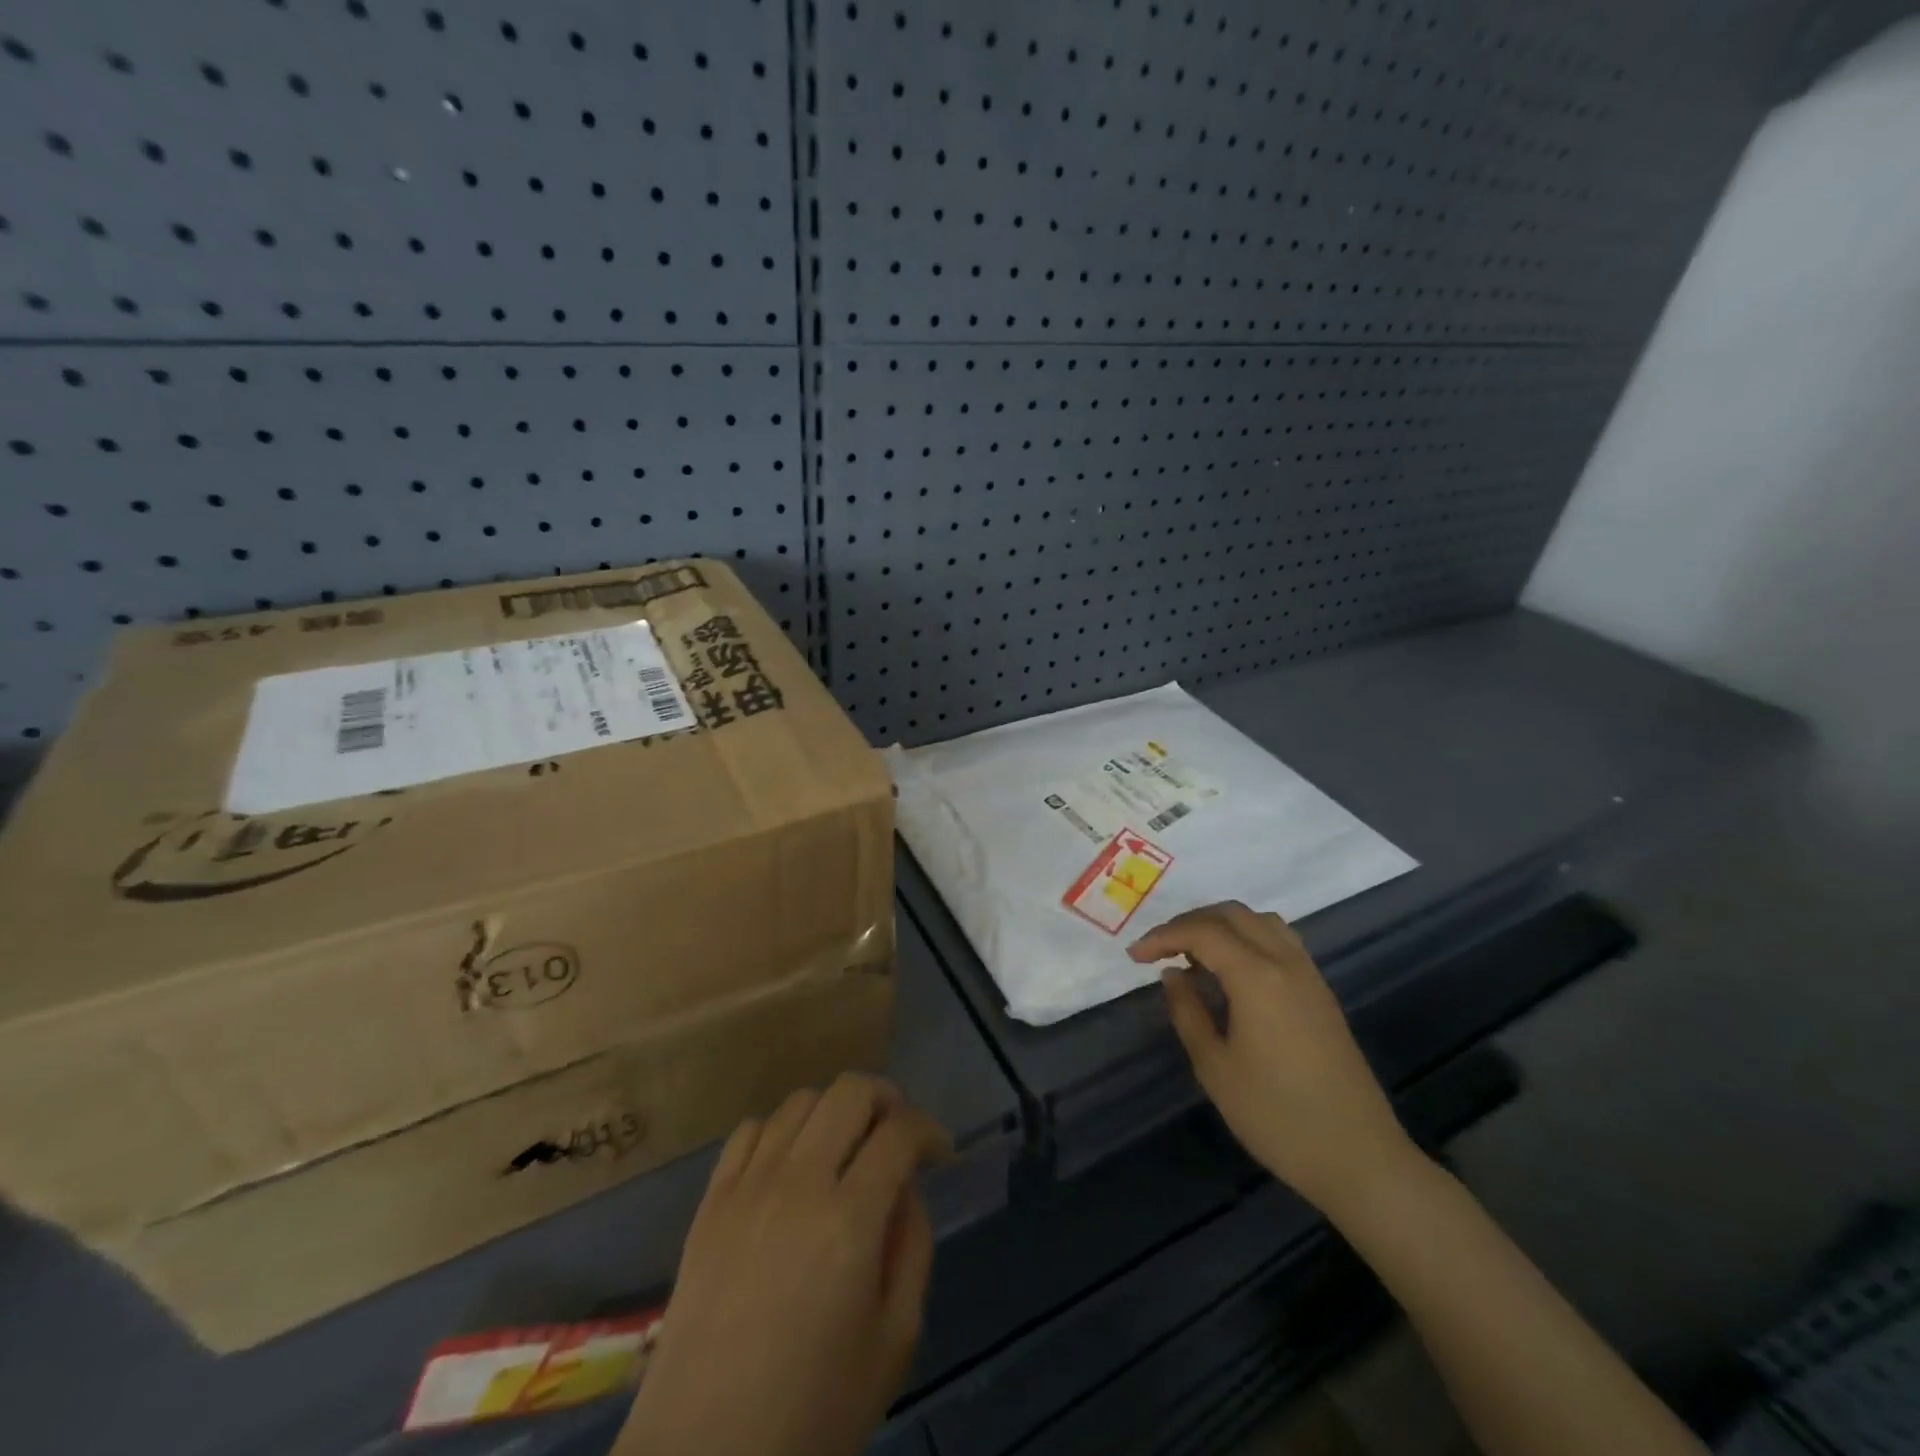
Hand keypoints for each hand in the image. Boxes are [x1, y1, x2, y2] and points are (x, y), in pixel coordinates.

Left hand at [617, 1074, 952, 1455]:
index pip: (900, 1132)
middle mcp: (799, 1184)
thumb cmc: (813, 1414)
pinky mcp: (710, 1202)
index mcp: (850, 1221)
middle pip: (850, 1091)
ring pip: (801, 1101)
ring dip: (835, 1112)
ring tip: (845, 1149)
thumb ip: (912, 1247)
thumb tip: (905, 1188)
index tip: (940, 1152)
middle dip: (887, 1099)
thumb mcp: (895, 1341)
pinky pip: (750, 1130)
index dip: (930, 1129)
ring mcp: (748, 1187)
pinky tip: (791, 1166)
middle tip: (898, 1134)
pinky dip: (782, 1131)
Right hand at [1129, 902, 1416, 1215]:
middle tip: (1160, 949)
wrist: (1359, 1158)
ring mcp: (1309, 975)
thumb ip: (1188, 1012)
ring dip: (1221, 925)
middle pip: (1232, 914)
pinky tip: (1232, 971)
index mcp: (1257, 976)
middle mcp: (1285, 962)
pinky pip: (1280, 941)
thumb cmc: (1277, 1116)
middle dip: (1189, 922)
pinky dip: (1247, 938)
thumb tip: (1173, 975)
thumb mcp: (1215, 1067)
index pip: (1202, 932)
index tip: (1135, 956)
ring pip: (1260, 921)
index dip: (1163, 936)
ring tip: (1195, 955)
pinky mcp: (1321, 993)